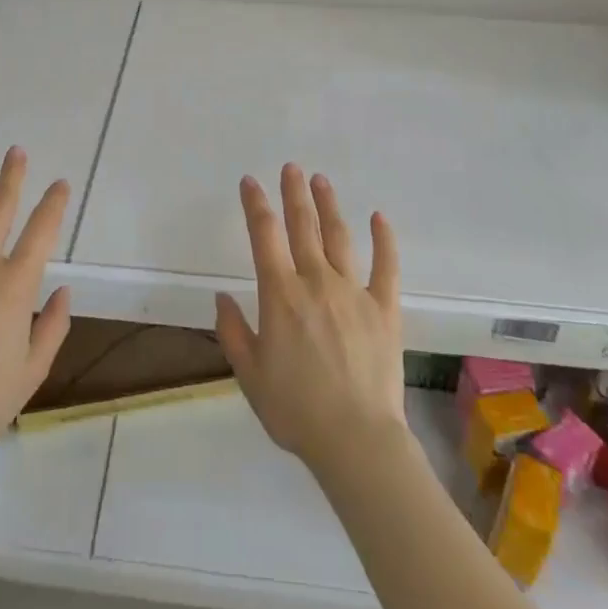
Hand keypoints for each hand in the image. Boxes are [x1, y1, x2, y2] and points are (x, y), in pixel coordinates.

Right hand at [215, 166, 406, 476]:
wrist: (356, 441)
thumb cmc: (296, 410)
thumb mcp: (249, 375)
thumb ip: (233, 332)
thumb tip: (221, 296)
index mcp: (281, 294)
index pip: (264, 235)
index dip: (256, 204)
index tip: (250, 181)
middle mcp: (316, 281)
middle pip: (302, 226)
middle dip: (294, 193)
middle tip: (291, 168)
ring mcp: (353, 291)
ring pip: (339, 237)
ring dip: (328, 205)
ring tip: (321, 180)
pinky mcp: (384, 308)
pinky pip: (386, 266)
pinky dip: (384, 240)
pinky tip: (379, 217)